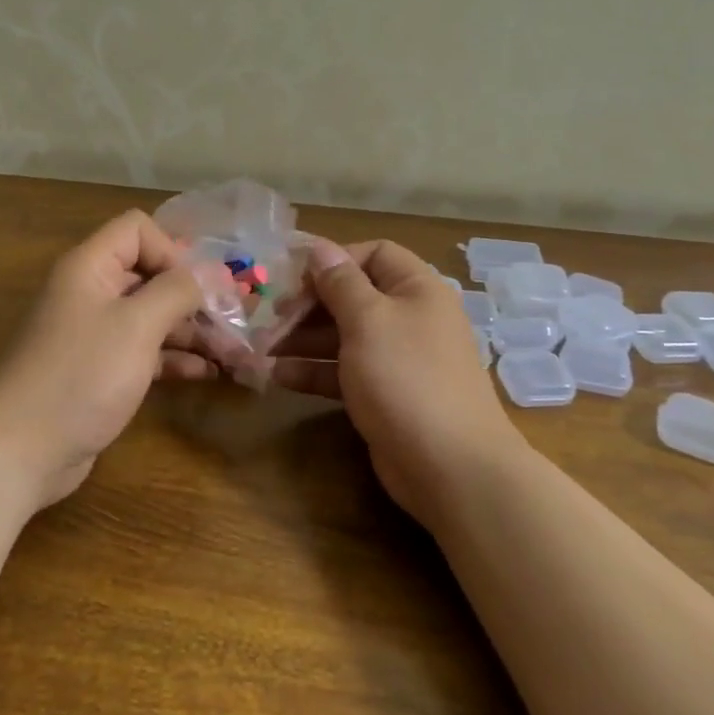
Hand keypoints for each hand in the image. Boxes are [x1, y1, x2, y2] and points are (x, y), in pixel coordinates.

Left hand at [0, 211, 206, 511]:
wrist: (21, 451)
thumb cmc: (81, 375)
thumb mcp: (137, 325)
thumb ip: (179, 291)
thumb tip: (214, 271)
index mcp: (91, 268)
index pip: (137, 230)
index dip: (172, 250)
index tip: (200, 288)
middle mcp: (91, 294)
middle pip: (150, 275)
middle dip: (194, 295)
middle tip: (237, 319)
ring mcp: (96, 336)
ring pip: (152, 317)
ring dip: (192, 330)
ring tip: (233, 351)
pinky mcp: (101, 372)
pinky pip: (145, 353)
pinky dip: (175, 358)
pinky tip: (207, 373)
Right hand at [272, 239, 521, 526]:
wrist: (450, 467)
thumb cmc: (406, 378)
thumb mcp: (368, 320)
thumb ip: (340, 282)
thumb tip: (320, 248)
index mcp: (416, 289)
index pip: (374, 254)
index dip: (334, 260)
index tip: (294, 277)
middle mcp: (409, 317)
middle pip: (353, 296)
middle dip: (309, 304)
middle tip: (271, 318)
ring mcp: (397, 359)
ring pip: (344, 336)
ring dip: (303, 339)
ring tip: (263, 349)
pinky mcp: (384, 395)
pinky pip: (344, 371)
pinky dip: (314, 371)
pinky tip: (278, 377)